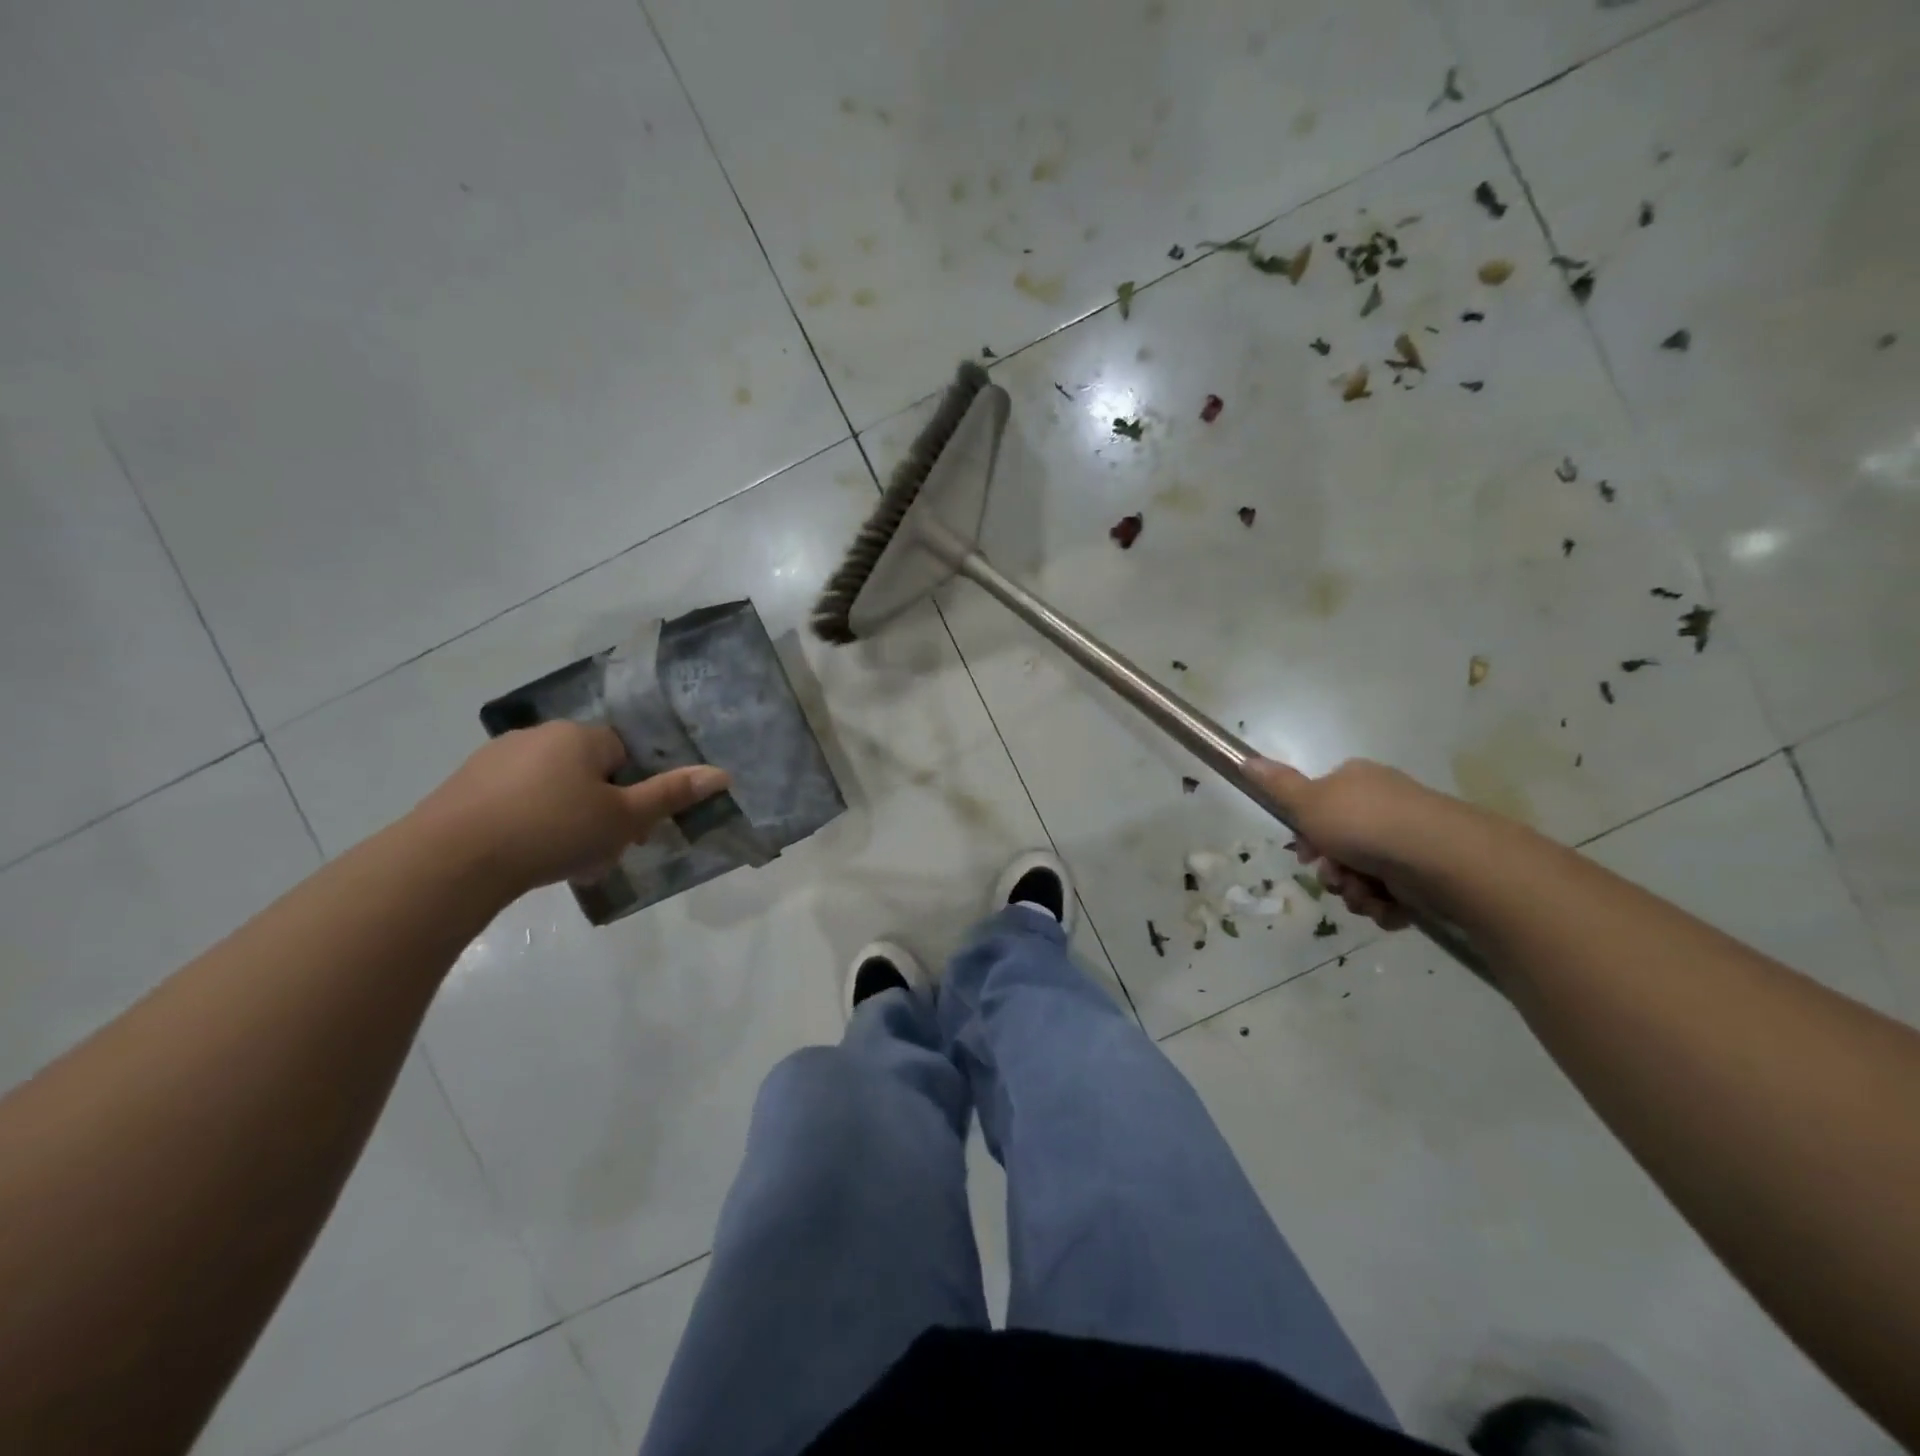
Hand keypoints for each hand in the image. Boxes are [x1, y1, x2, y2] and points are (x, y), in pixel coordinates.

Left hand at [415, 721, 729, 897]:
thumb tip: (722, 774)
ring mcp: (495, 759)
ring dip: (565, 819)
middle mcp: (538, 735)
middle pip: (588, 771)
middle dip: (599, 809)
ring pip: (551, 788)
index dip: (632, 792)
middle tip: (600, 851)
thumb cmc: (553, 831)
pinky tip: (523, 857)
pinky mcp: (463, 786)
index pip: (624, 754)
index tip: (629, 829)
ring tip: (563, 861)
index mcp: (580, 736)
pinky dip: (527, 823)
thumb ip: (671, 794)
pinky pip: (514, 800)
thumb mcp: (623, 819)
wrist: (451, 860)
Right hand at [1245, 757, 1465, 931]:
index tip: (1305, 853)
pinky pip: (1392, 895)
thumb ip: (1277, 786)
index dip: (1307, 834)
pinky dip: (1385, 905)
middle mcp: (1382, 806)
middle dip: (1332, 870)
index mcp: (1356, 782)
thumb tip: (1245, 760)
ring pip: (1362, 875)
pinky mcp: (1428, 873)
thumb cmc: (1364, 824)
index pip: (1319, 806)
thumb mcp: (1308, 802)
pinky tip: (1388, 906)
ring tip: (1366, 895)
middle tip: (1335, 877)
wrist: (1440, 857)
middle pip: (1338, 846)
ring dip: (1355, 892)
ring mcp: (1407, 840)